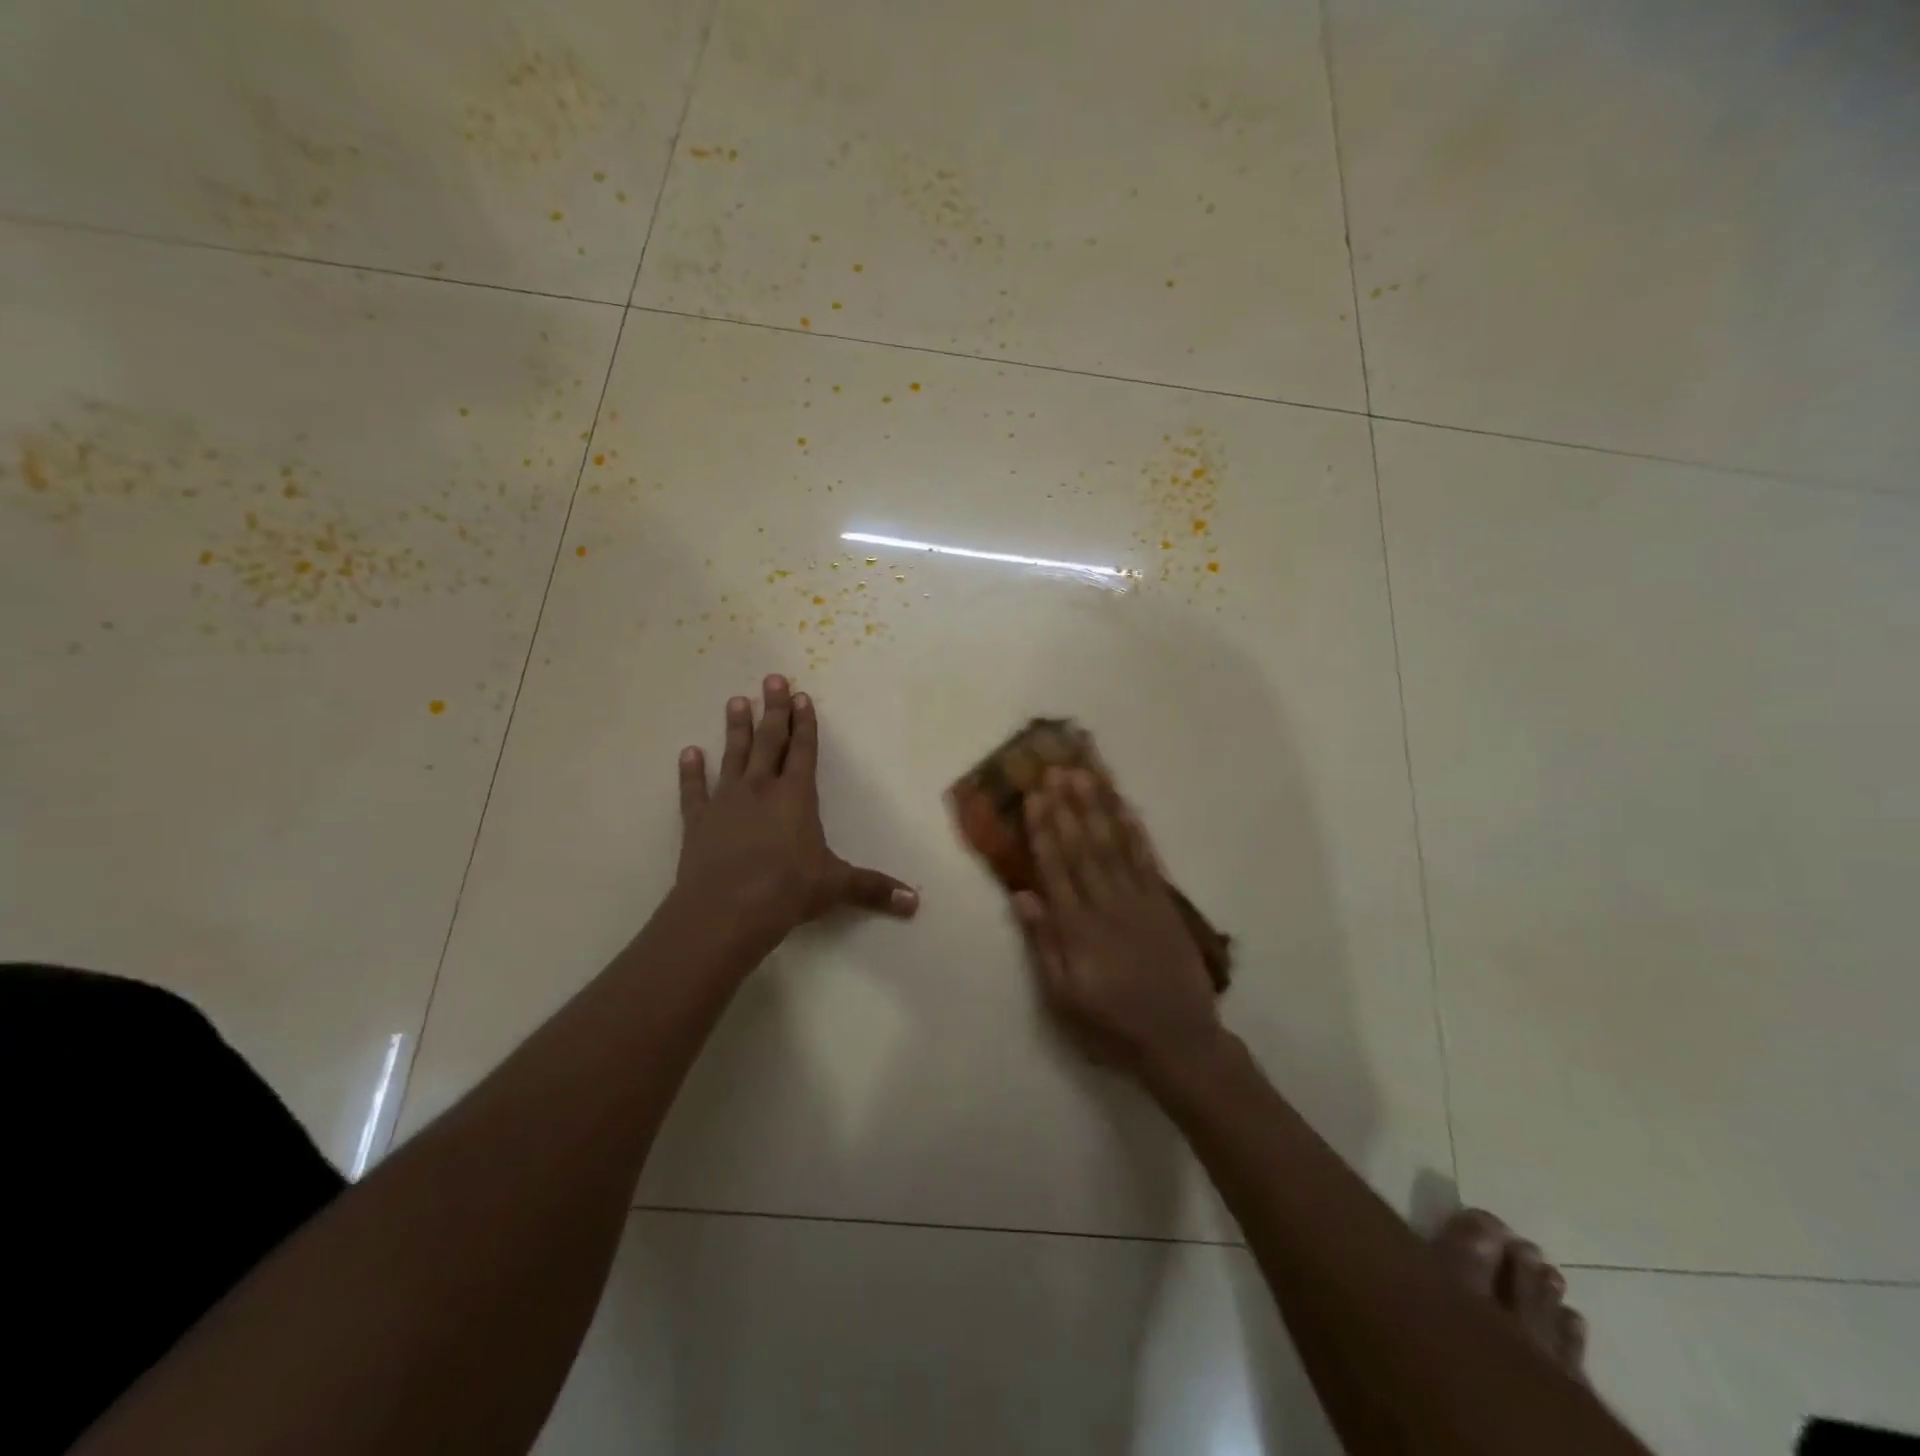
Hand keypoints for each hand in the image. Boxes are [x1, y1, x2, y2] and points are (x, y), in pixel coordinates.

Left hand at [676, 675, 918, 943]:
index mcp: (796, 797)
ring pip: (733, 756)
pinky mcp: (697, 821)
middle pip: (769, 742)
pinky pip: (693, 790)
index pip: (803, 751)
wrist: (726, 909)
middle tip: (771, 679)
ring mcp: (726, 802)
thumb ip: (873, 888)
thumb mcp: (836, 886)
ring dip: (736, 729)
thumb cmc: (787, 890)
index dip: (805, 724)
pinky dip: (690, 772)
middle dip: (773, 710)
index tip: (800, 696)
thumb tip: (915, 902)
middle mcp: (761, 790)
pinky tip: (688, 753)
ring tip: (736, 701)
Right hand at [1013, 768, 1222, 1077]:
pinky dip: (1135, 831)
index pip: (1056, 867)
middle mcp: (1107, 904)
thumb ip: (1044, 944)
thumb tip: (1022, 895)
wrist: (1179, 1040)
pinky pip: (1147, 860)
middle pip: (1084, 846)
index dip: (1044, 829)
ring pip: (1115, 844)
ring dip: (1099, 807)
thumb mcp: (1064, 996)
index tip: (1035, 796)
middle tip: (1056, 768)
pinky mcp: (1164, 903)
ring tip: (1085, 774)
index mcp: (1078, 928)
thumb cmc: (1111, 1024)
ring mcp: (1139, 900)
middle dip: (1068, 805)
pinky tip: (1125, 807)